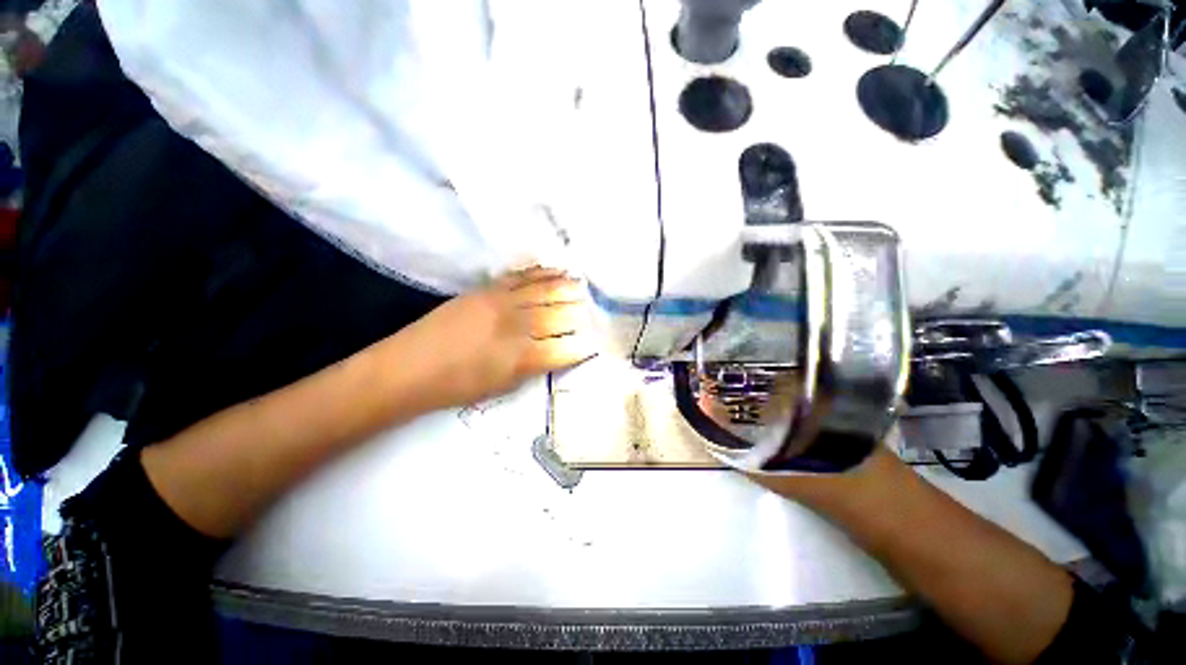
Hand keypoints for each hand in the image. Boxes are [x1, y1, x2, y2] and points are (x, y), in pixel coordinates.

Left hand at [407, 267, 601, 407]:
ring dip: (566, 288)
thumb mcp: (502, 386)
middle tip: (593, 310)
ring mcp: (502, 303)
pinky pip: (521, 277)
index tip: (593, 342)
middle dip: (578, 313)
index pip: (563, 349)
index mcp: (521, 358)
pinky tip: (555, 271)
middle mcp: (516, 327)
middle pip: (557, 316)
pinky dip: (541, 273)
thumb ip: (533, 367)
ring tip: (582, 286)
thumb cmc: (457, 386)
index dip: (581, 346)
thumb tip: (555, 351)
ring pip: (543, 292)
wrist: (410, 367)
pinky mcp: (487, 290)